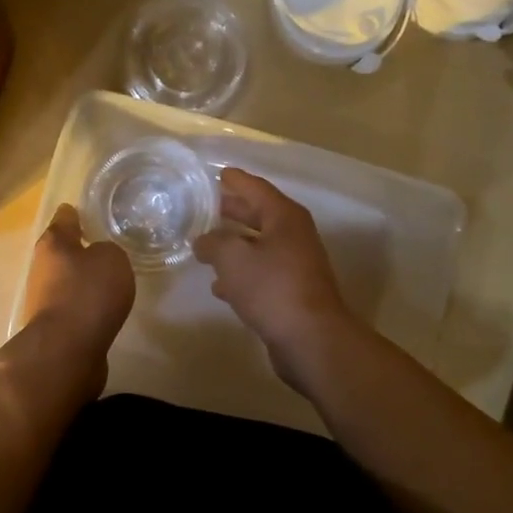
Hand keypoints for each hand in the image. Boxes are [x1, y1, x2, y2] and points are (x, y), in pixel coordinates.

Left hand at [18, 204, 134, 395]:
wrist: (67, 350)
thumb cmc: (88, 293)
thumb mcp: (112, 259)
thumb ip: (109, 251)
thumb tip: (99, 259)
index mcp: (53, 243)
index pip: (64, 218)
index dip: (76, 213)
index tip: (86, 211)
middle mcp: (42, 268)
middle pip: (62, 251)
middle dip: (80, 249)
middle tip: (107, 248)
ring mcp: (44, 299)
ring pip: (66, 281)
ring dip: (83, 280)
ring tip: (110, 281)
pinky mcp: (53, 327)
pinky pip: (73, 307)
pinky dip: (85, 306)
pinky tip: (103, 310)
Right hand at [192, 169, 354, 393]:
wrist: (309, 338)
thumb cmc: (272, 287)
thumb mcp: (233, 258)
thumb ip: (213, 243)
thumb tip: (203, 240)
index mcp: (284, 217)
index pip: (256, 188)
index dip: (236, 181)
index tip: (217, 174)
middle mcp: (293, 236)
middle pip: (259, 215)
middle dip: (233, 211)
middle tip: (206, 207)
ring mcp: (294, 265)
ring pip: (258, 246)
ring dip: (234, 245)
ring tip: (204, 246)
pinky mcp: (290, 292)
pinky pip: (260, 274)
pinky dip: (241, 274)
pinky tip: (219, 285)